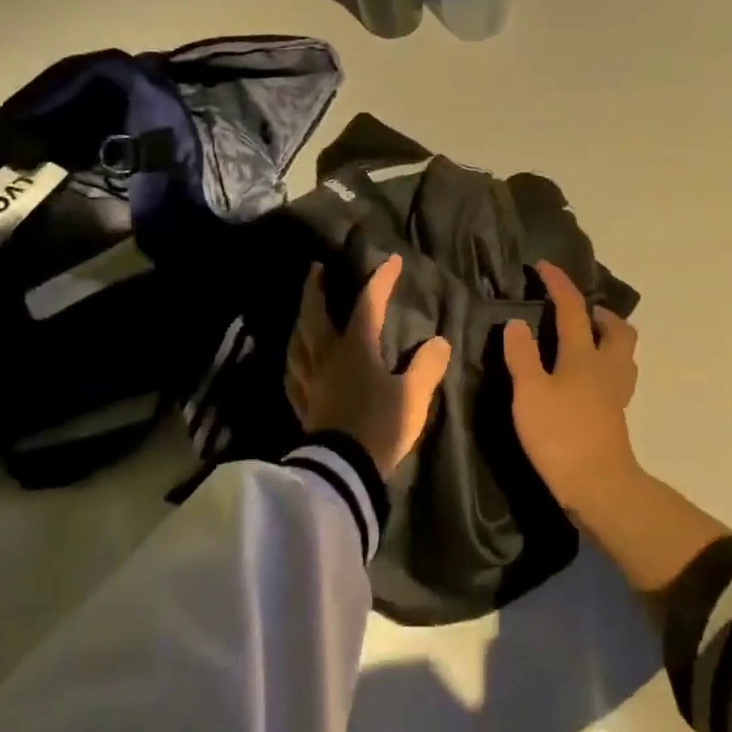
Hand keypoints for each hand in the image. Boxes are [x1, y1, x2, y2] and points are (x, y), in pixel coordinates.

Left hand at [286, 256, 450, 479]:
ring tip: (303, 312)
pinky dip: (294, 360)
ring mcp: (310, 381)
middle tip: (316, 269)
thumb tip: (439, 342)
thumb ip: (427, 366)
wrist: (343, 470)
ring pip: (298, 342)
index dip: (380, 280)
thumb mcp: (413, 396)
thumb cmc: (379, 426)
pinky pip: (293, 374)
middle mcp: (327, 357)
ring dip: (300, 321)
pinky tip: (294, 362)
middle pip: (316, 315)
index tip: (391, 260)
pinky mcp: (302, 405)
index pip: (368, 303)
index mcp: (355, 348)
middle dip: (316, 289)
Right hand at [502, 261, 640, 514]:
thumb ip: (522, 355)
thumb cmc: (560, 435)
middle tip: (577, 313)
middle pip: (617, 329)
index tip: (543, 266)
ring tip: (583, 341)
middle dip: (599, 312)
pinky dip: (604, 365)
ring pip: (623, 353)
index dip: (558, 283)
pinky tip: (584, 379)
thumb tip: (516, 322)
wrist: (599, 487)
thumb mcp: (530, 393)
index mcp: (583, 355)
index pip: (572, 308)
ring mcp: (616, 393)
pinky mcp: (615, 415)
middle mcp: (606, 367)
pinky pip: (617, 376)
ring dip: (607, 338)